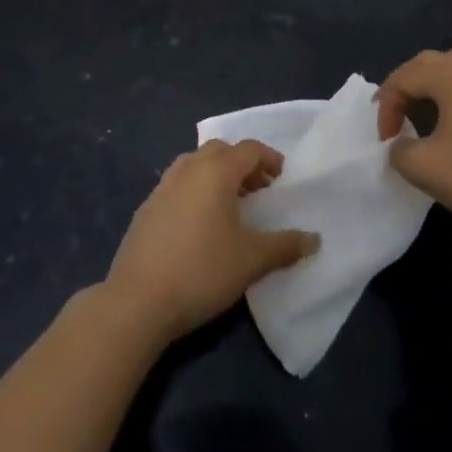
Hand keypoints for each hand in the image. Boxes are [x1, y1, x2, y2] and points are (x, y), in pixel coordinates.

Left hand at [104, 139, 319, 344]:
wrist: (137, 302)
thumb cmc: (201, 272)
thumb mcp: (251, 261)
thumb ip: (285, 246)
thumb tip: (315, 239)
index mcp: (215, 172)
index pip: (248, 149)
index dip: (269, 158)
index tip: (282, 177)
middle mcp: (187, 170)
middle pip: (219, 150)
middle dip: (242, 163)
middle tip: (258, 189)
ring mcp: (161, 188)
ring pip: (193, 164)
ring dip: (215, 174)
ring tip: (229, 204)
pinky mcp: (145, 210)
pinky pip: (176, 185)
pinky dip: (194, 190)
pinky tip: (199, 224)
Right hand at [377, 49, 451, 235]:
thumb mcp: (423, 167)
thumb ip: (398, 150)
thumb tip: (402, 145)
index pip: (404, 77)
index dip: (386, 107)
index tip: (385, 141)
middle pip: (428, 64)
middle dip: (404, 88)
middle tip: (393, 117)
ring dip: (430, 91)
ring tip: (419, 119)